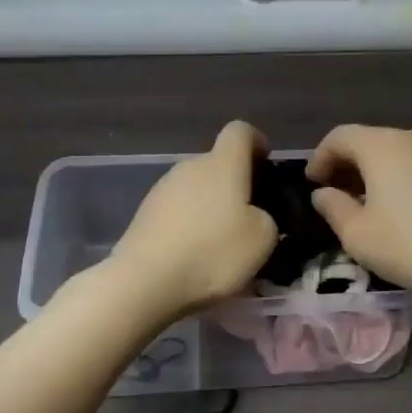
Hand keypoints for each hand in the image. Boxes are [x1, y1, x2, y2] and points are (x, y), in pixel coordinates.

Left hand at [106, 121, 277, 322]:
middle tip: (249, 217)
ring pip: (196, 188)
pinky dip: (189, 225)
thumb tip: (253, 215)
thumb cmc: (212, 253)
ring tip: (220, 243)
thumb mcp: (262, 239)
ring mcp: (162, 189)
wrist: (145, 281)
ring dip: (210, 206)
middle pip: (217, 163)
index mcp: (222, 164)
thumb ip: (266, 217)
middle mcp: (189, 167)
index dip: (257, 142)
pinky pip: (177, 211)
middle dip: (235, 183)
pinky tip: (193, 255)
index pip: (240, 131)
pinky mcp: (144, 214)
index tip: (267, 165)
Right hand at [307, 125, 411, 311]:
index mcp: (381, 146)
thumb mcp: (357, 235)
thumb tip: (324, 193)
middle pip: (368, 140)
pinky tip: (400, 206)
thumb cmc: (410, 246)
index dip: (319, 157)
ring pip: (395, 151)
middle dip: (346, 164)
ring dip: (374, 170)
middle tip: (334, 194)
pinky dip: (399, 175)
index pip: (339, 136)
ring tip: (366, 202)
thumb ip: (332, 208)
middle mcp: (411, 137)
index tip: (312, 184)